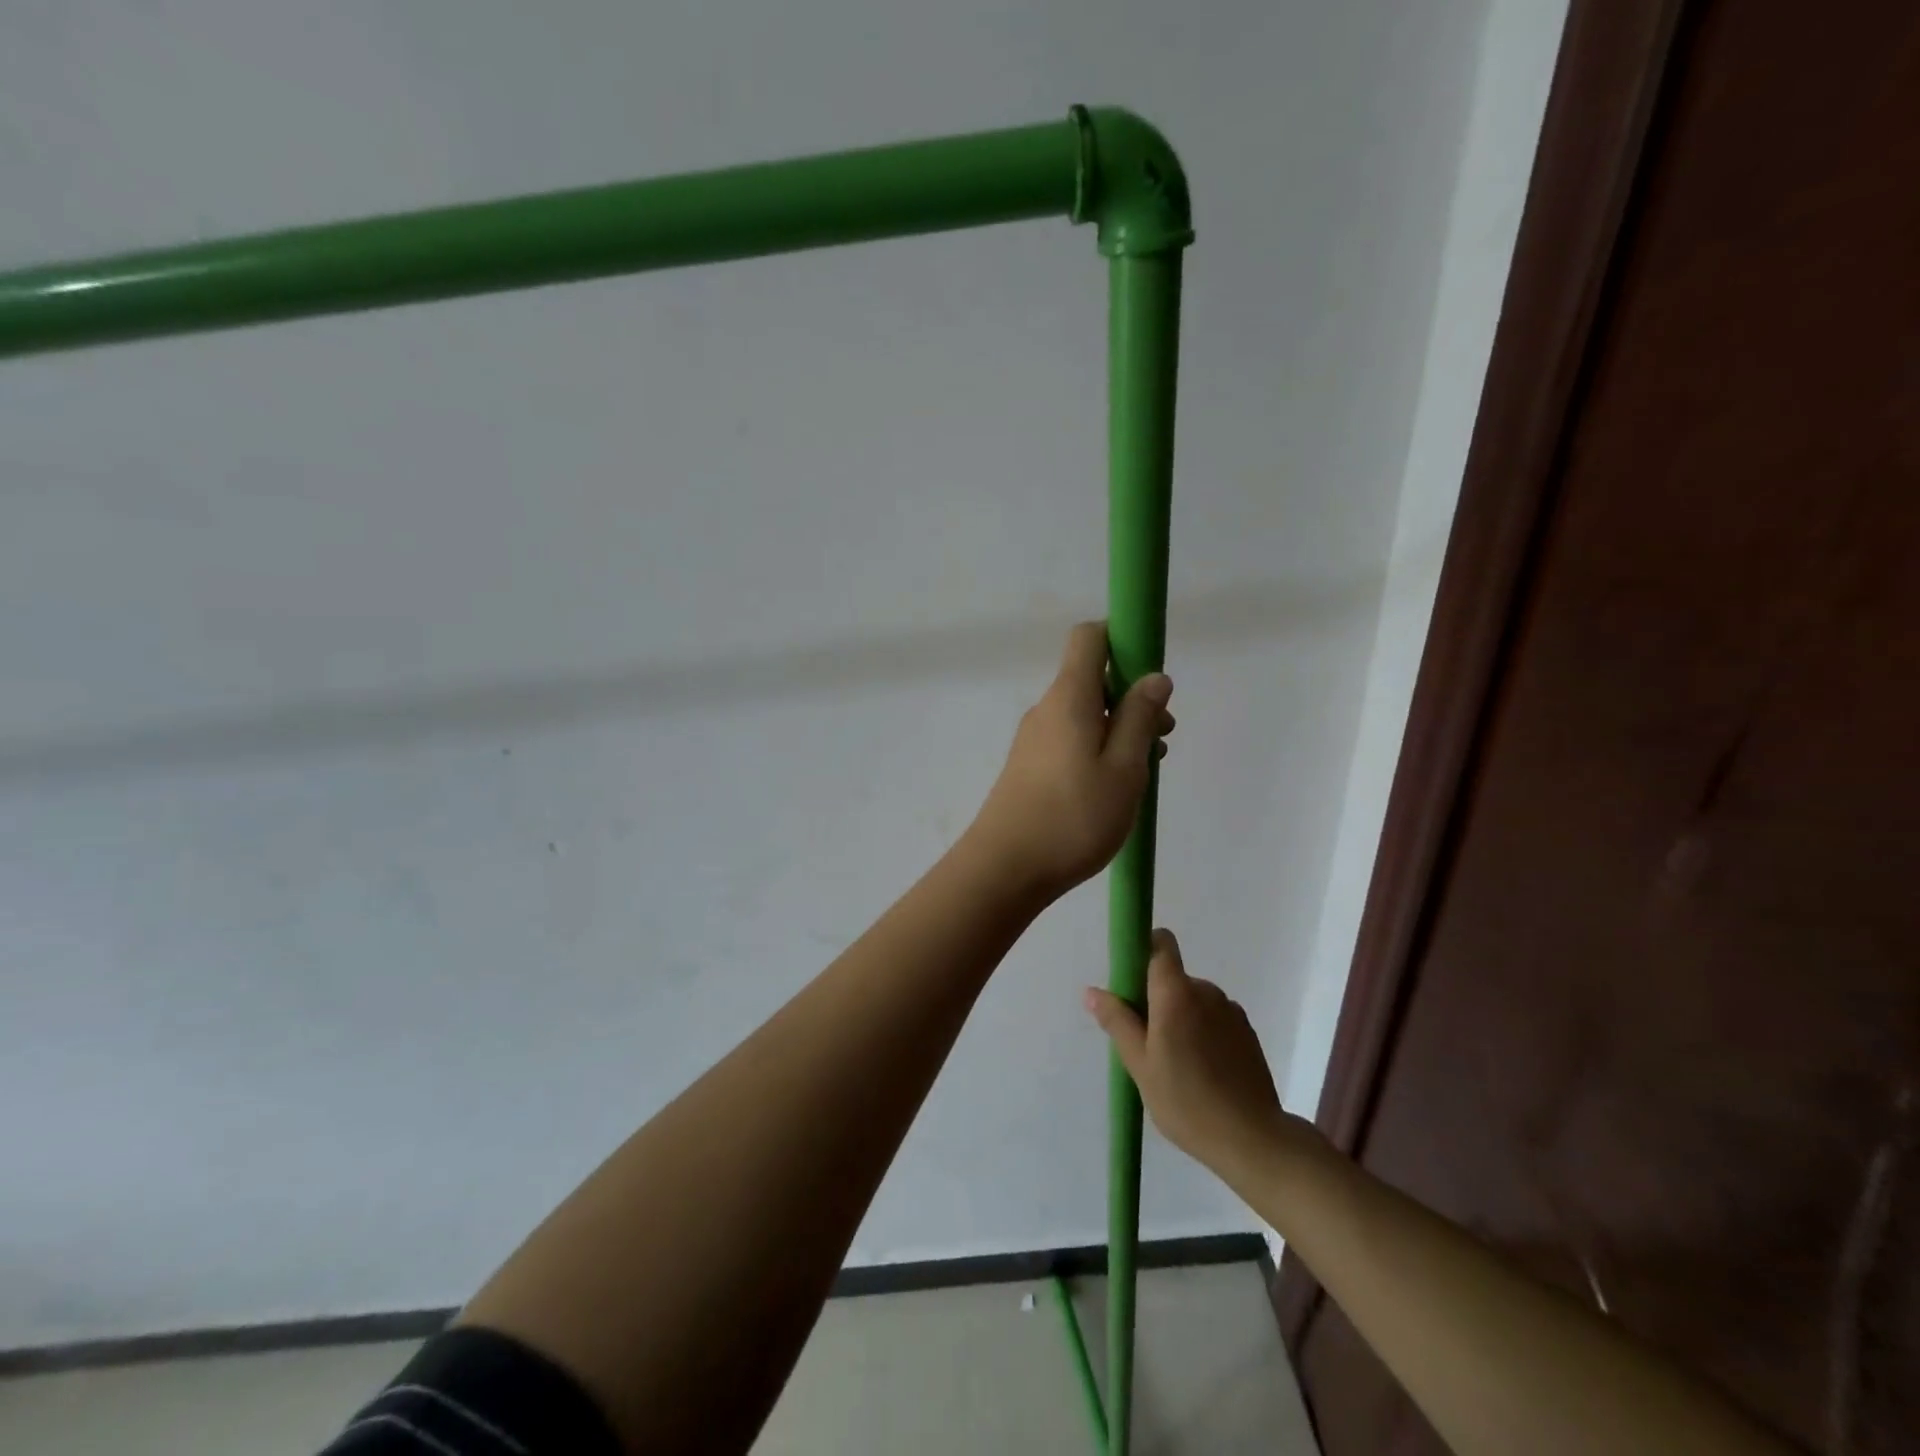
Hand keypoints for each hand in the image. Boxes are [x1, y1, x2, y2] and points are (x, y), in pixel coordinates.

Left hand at [967, 622, 1173, 900]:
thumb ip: (1140, 718)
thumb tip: (1154, 677)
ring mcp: (1033, 739)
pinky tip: (1113, 789)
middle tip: (1161, 739)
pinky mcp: (1028, 767)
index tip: (1151, 677)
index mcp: (1069, 697)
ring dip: (1119, 730)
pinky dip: (1097, 750)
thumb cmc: (1073, 817)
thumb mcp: (1124, 769)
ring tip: (1144, 772)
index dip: (1123, 641)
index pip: (1089, 638)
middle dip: (1133, 698)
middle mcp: (1046, 709)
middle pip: (1092, 680)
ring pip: (1084, 715)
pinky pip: (1070, 741)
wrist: (1005, 868)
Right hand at [1086, 930, 1319, 1182]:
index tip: (1130, 979)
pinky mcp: (1247, 1033)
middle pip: (1173, 979)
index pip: (1161, 944)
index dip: (1144, 949)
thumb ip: (1117, 1021)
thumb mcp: (1140, 1064)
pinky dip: (1203, 1034)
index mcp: (1176, 993)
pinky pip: (1214, 1019)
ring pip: (1194, 1001)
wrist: (1252, 1140)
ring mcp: (1230, 1011)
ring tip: (1175, 1065)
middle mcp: (1206, 991)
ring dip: (1180, 1019)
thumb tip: (1092, 991)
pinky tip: (1202, 1072)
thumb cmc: (1186, 1100)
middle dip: (1156, 1000)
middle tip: (1146, 1043)